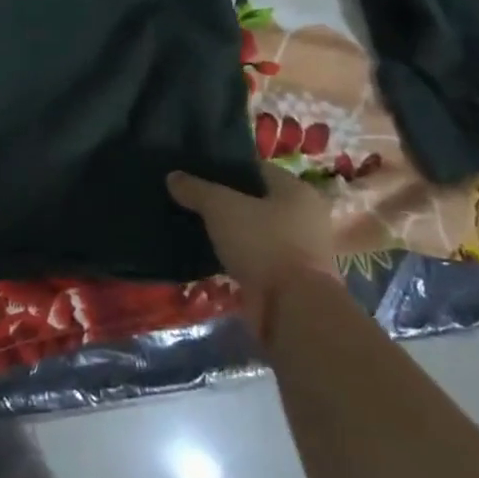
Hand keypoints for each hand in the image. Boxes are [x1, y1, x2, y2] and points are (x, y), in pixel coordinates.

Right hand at [167, 163, 337, 291]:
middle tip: (194, 198)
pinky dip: (237, 255)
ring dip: (232, 231)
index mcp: (297, 191)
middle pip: (257, 201)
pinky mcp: (290, 279)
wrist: (293, 309)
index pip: (257, 169)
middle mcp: (305, 217)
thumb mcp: (221, 207)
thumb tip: (173, 176)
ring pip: (256, 231)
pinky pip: (256, 257)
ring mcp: (301, 251)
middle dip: (227, 201)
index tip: (198, 171)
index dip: (227, 168)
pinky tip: (210, 253)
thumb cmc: (263, 243)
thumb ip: (196, 189)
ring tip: (197, 224)